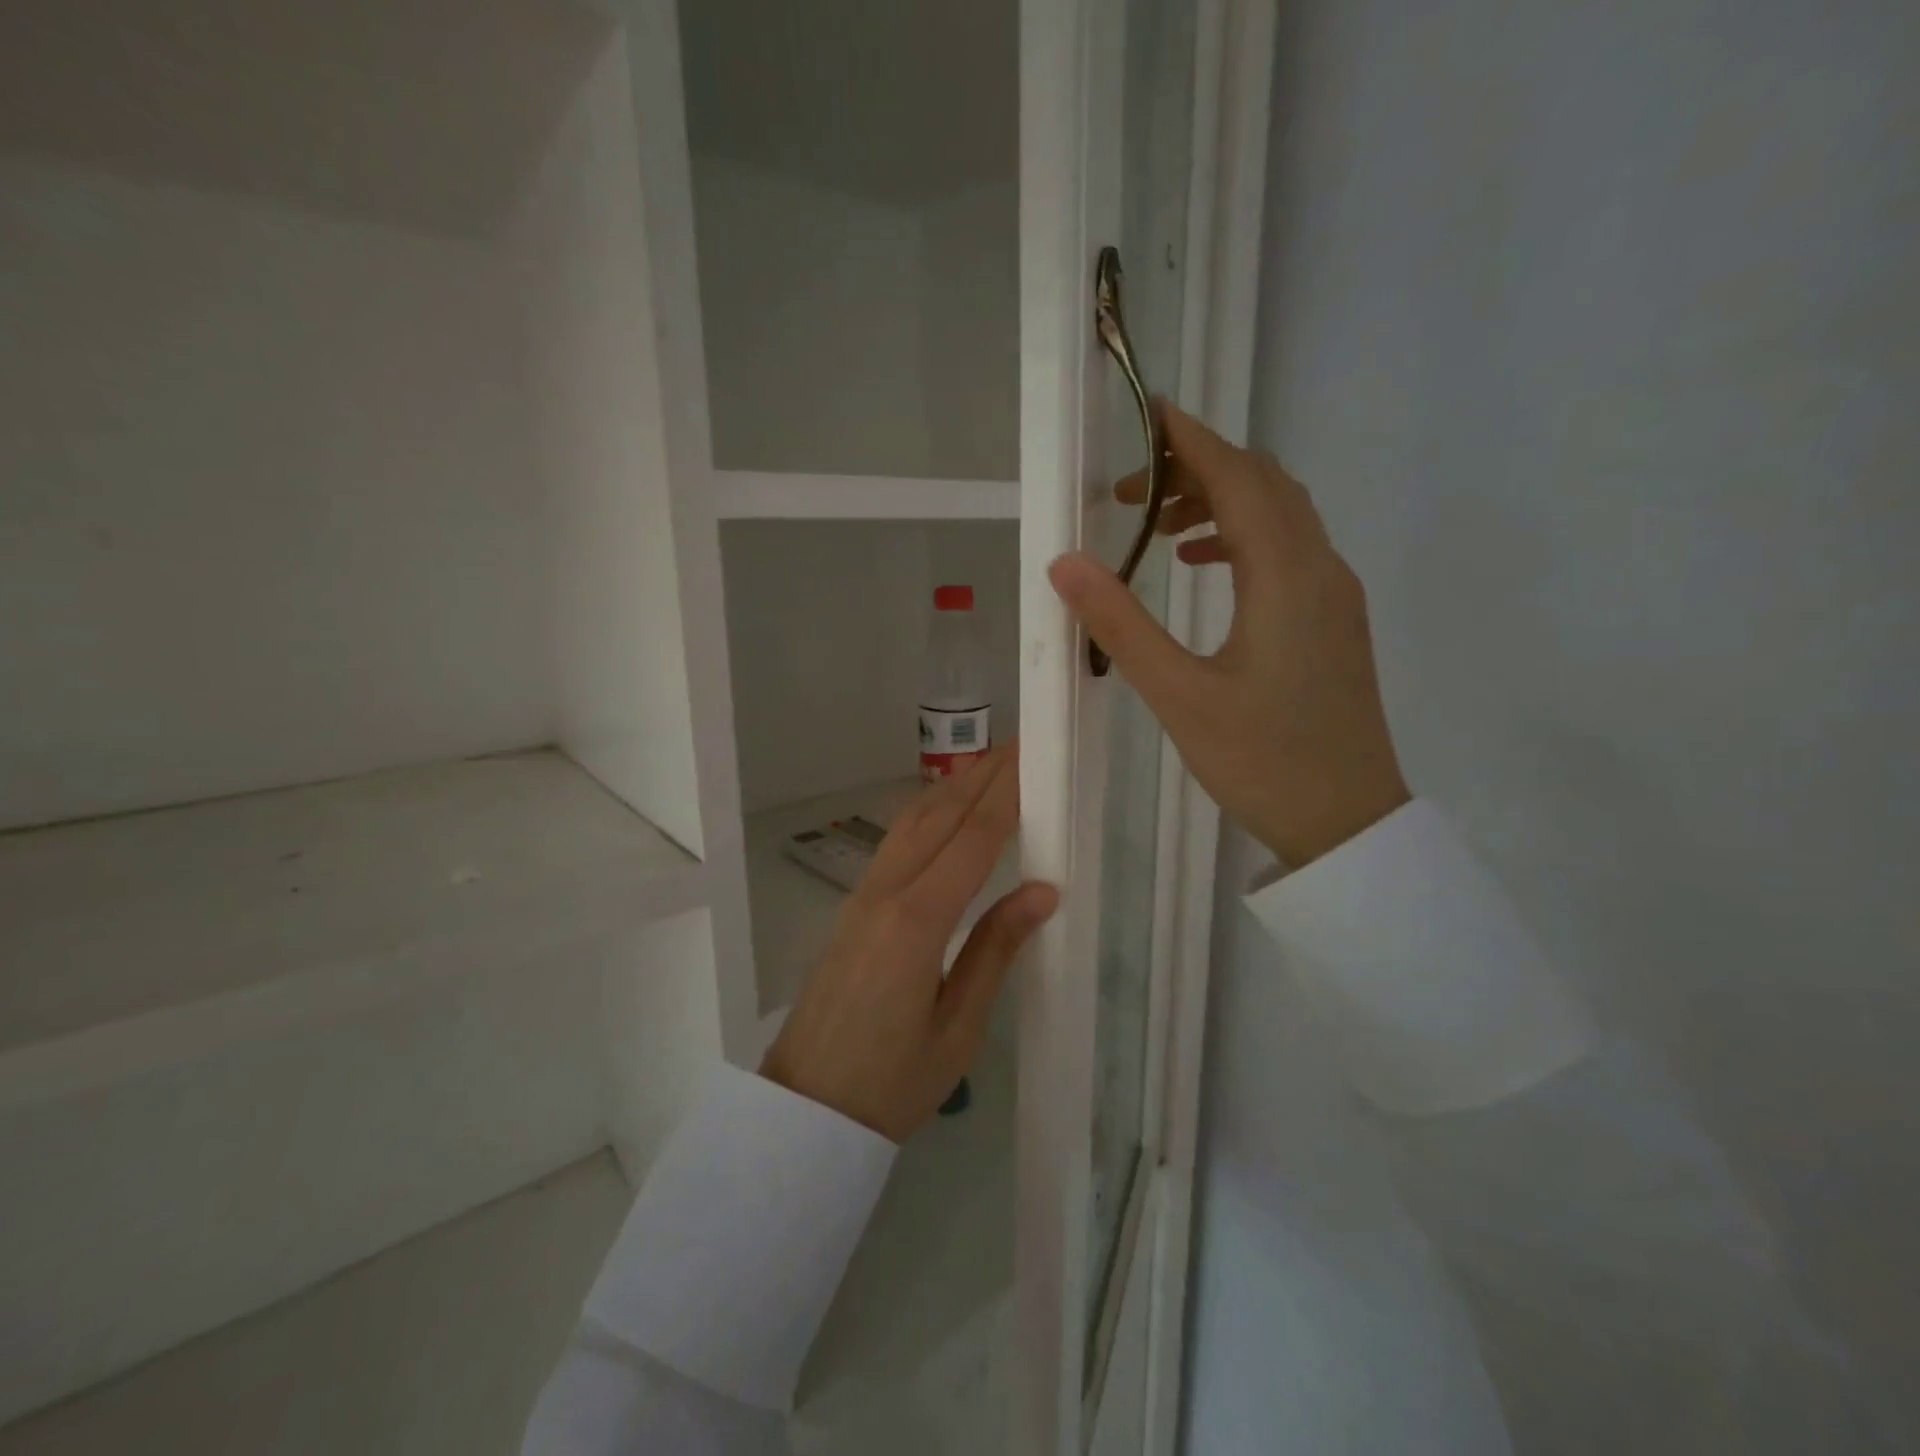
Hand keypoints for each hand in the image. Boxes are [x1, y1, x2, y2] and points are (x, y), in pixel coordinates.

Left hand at [760, 744, 1058, 1141]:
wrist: (806, 1110)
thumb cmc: (891, 1083)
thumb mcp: (959, 1028)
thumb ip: (997, 951)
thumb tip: (1044, 890)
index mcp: (918, 923)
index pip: (973, 839)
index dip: (1006, 794)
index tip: (1033, 756)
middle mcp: (887, 894)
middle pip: (940, 816)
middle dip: (982, 775)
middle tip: (1020, 743)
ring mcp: (863, 896)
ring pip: (912, 822)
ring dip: (953, 787)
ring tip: (989, 763)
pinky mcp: (853, 907)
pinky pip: (895, 843)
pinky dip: (927, 812)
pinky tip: (943, 808)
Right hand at [1048, 404, 1409, 867]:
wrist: (1347, 822)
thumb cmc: (1261, 761)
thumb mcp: (1179, 695)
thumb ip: (1121, 625)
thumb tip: (1066, 563)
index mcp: (1285, 575)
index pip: (1238, 477)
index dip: (1191, 438)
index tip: (1145, 413)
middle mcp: (1320, 568)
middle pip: (1264, 484)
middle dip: (1198, 468)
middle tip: (1130, 490)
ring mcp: (1335, 594)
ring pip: (1281, 515)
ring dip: (1221, 503)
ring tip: (1159, 529)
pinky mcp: (1333, 621)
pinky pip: (1289, 550)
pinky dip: (1242, 539)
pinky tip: (1202, 569)